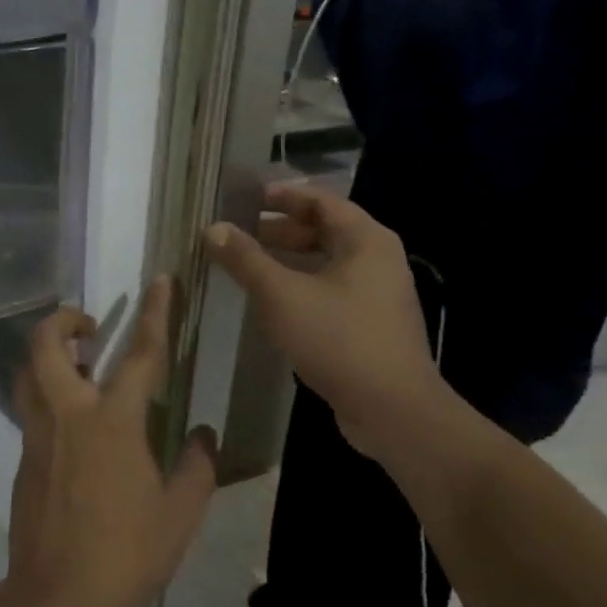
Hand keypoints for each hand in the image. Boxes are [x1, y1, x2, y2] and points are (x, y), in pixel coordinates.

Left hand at [8, 277, 217, 606]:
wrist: (58, 598)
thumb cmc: (126, 553)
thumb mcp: (180, 513)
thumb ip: (195, 467)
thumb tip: (202, 434)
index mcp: (113, 422)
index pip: (138, 354)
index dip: (153, 313)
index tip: (158, 281)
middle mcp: (68, 415)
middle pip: (46, 345)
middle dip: (62, 320)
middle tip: (89, 326)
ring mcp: (38, 435)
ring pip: (28, 372)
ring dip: (47, 354)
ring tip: (77, 364)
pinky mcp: (23, 458)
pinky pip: (30, 408)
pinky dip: (46, 394)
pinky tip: (74, 425)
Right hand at [204, 184, 444, 457]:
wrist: (393, 410)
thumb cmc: (338, 339)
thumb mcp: (280, 295)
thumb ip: (245, 259)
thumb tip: (213, 228)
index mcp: (366, 240)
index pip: (321, 201)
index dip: (283, 196)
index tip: (247, 199)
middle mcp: (378, 260)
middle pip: (325, 230)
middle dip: (281, 230)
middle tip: (241, 235)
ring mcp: (378, 295)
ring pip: (326, 263)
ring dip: (288, 261)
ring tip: (249, 267)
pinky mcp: (372, 325)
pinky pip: (331, 290)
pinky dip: (301, 286)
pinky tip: (273, 303)